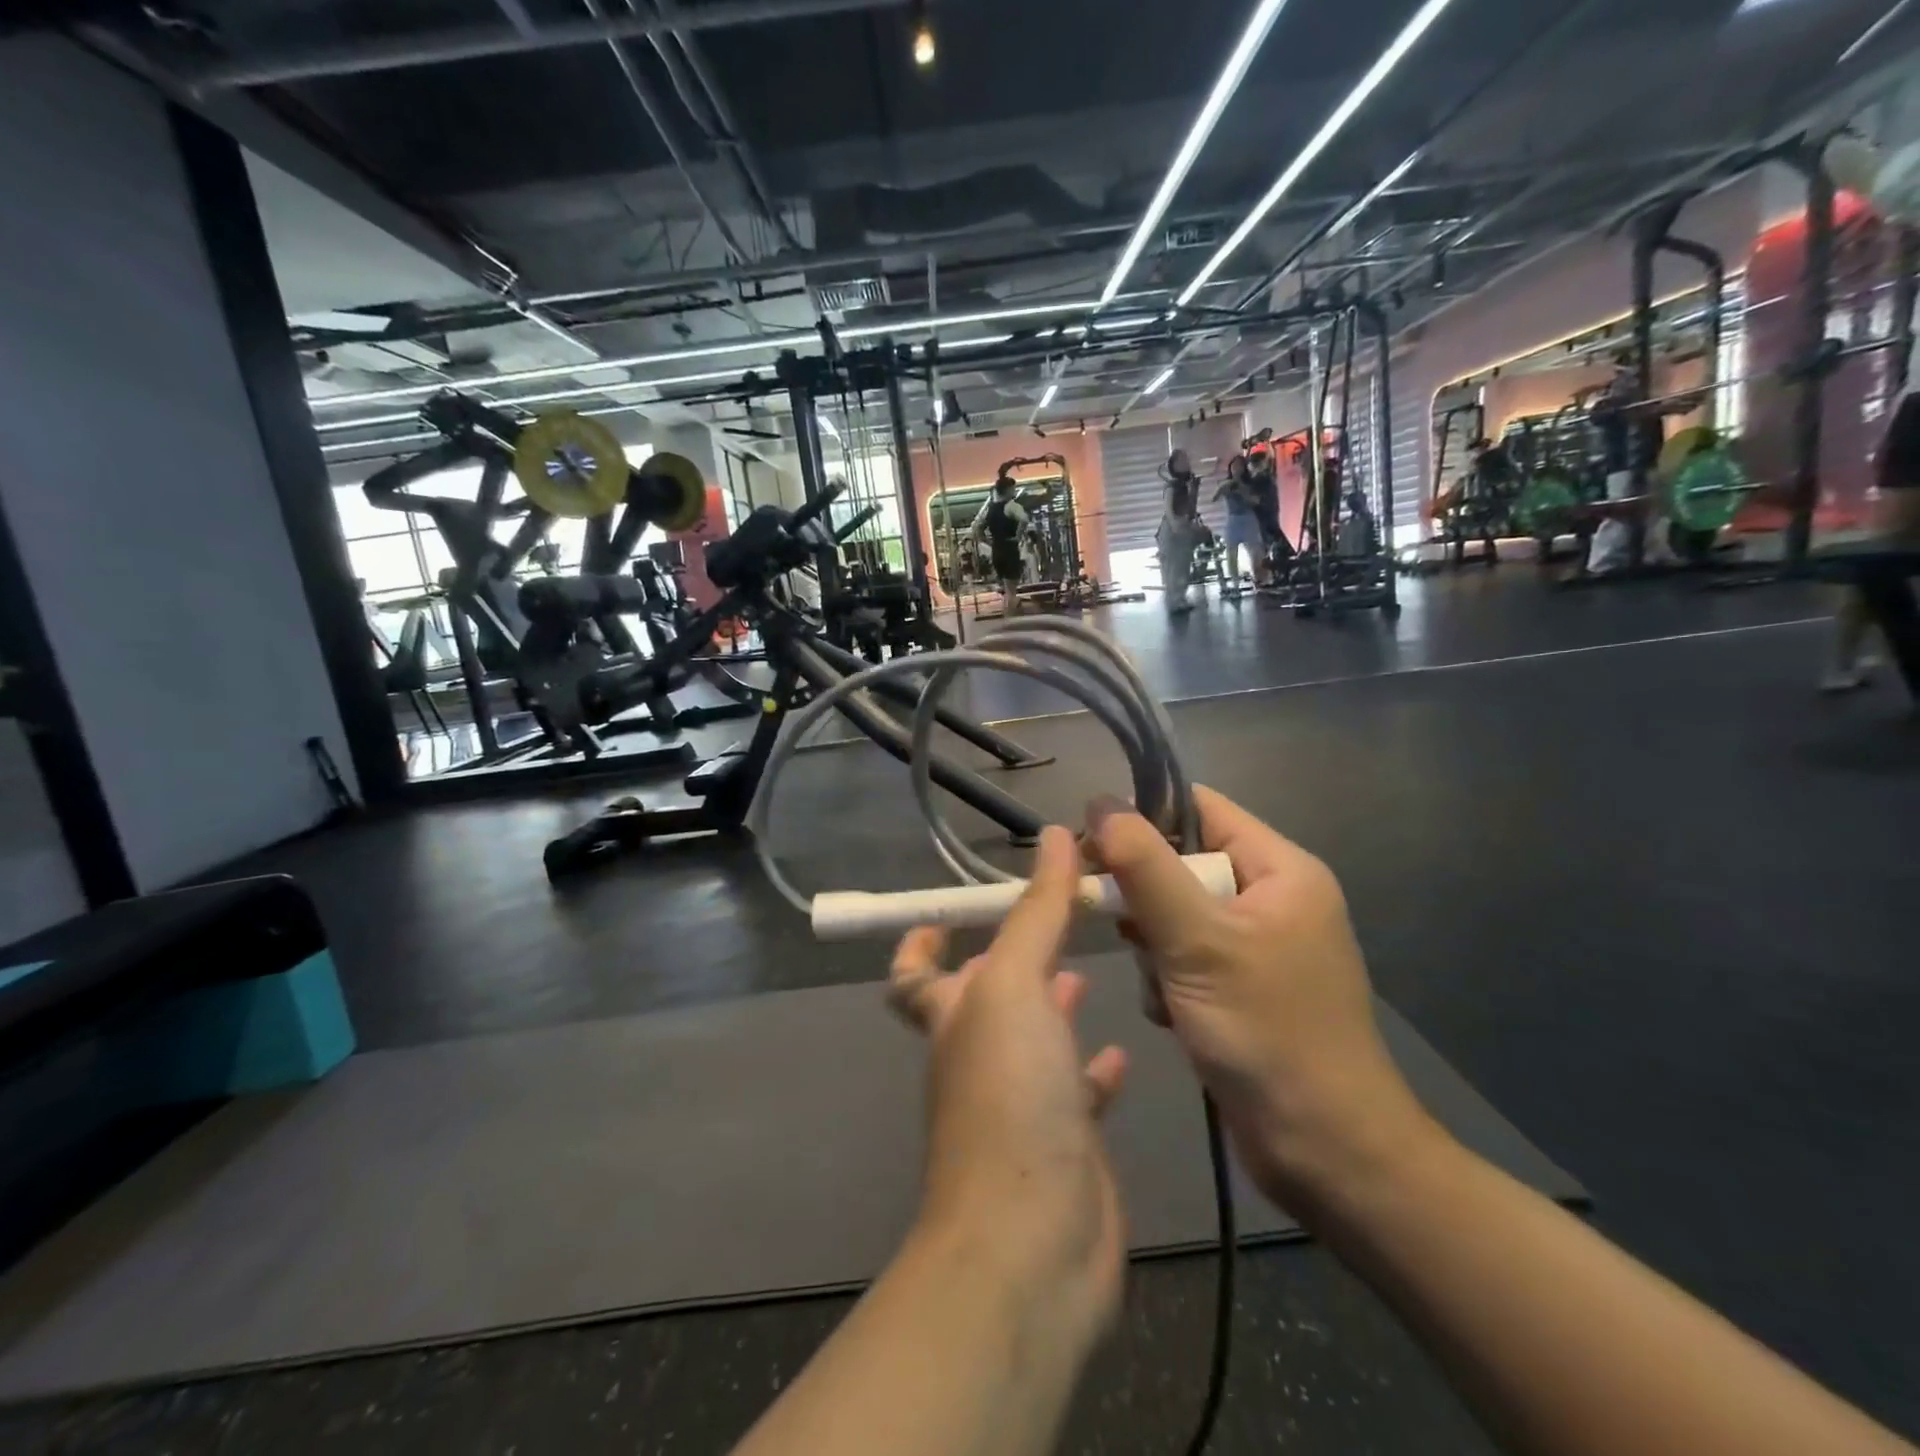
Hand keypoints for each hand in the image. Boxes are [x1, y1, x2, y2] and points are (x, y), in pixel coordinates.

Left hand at [889, 827, 1128, 1353]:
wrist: (1032, 1242)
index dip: (919, 940)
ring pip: (1034, 1038)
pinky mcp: (1065, 1141)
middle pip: (984, 997)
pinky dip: (1094, 1068)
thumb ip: (1037, 911)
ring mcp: (1020, 1101)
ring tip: (1091, 967)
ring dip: (1054, 1004)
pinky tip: (1122, 1049)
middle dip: (1013, 958)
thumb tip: (1057, 835)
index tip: (948, 911)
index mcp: (952, 1015)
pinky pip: (1077, 1092)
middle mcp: (977, 1055)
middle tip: (1058, 919)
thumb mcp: (1015, 985)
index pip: (913, 974)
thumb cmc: (1010, 1096)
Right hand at [1087, 788, 1435, 1215]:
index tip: (1093, 846)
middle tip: (1121, 926)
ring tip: (1161, 986)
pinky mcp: (1242, 987)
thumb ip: (1145, 867)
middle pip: (1182, 863)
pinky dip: (1167, 978)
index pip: (1200, 809)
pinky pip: (1186, 956)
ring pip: (1176, 913)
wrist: (1327, 1153)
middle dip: (1146, 897)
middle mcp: (1272, 898)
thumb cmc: (1267, 1033)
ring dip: (1153, 945)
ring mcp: (1257, 946)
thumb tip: (1100, 801)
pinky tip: (1171, 1013)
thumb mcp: (1197, 941)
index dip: (1144, 817)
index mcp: (1280, 870)